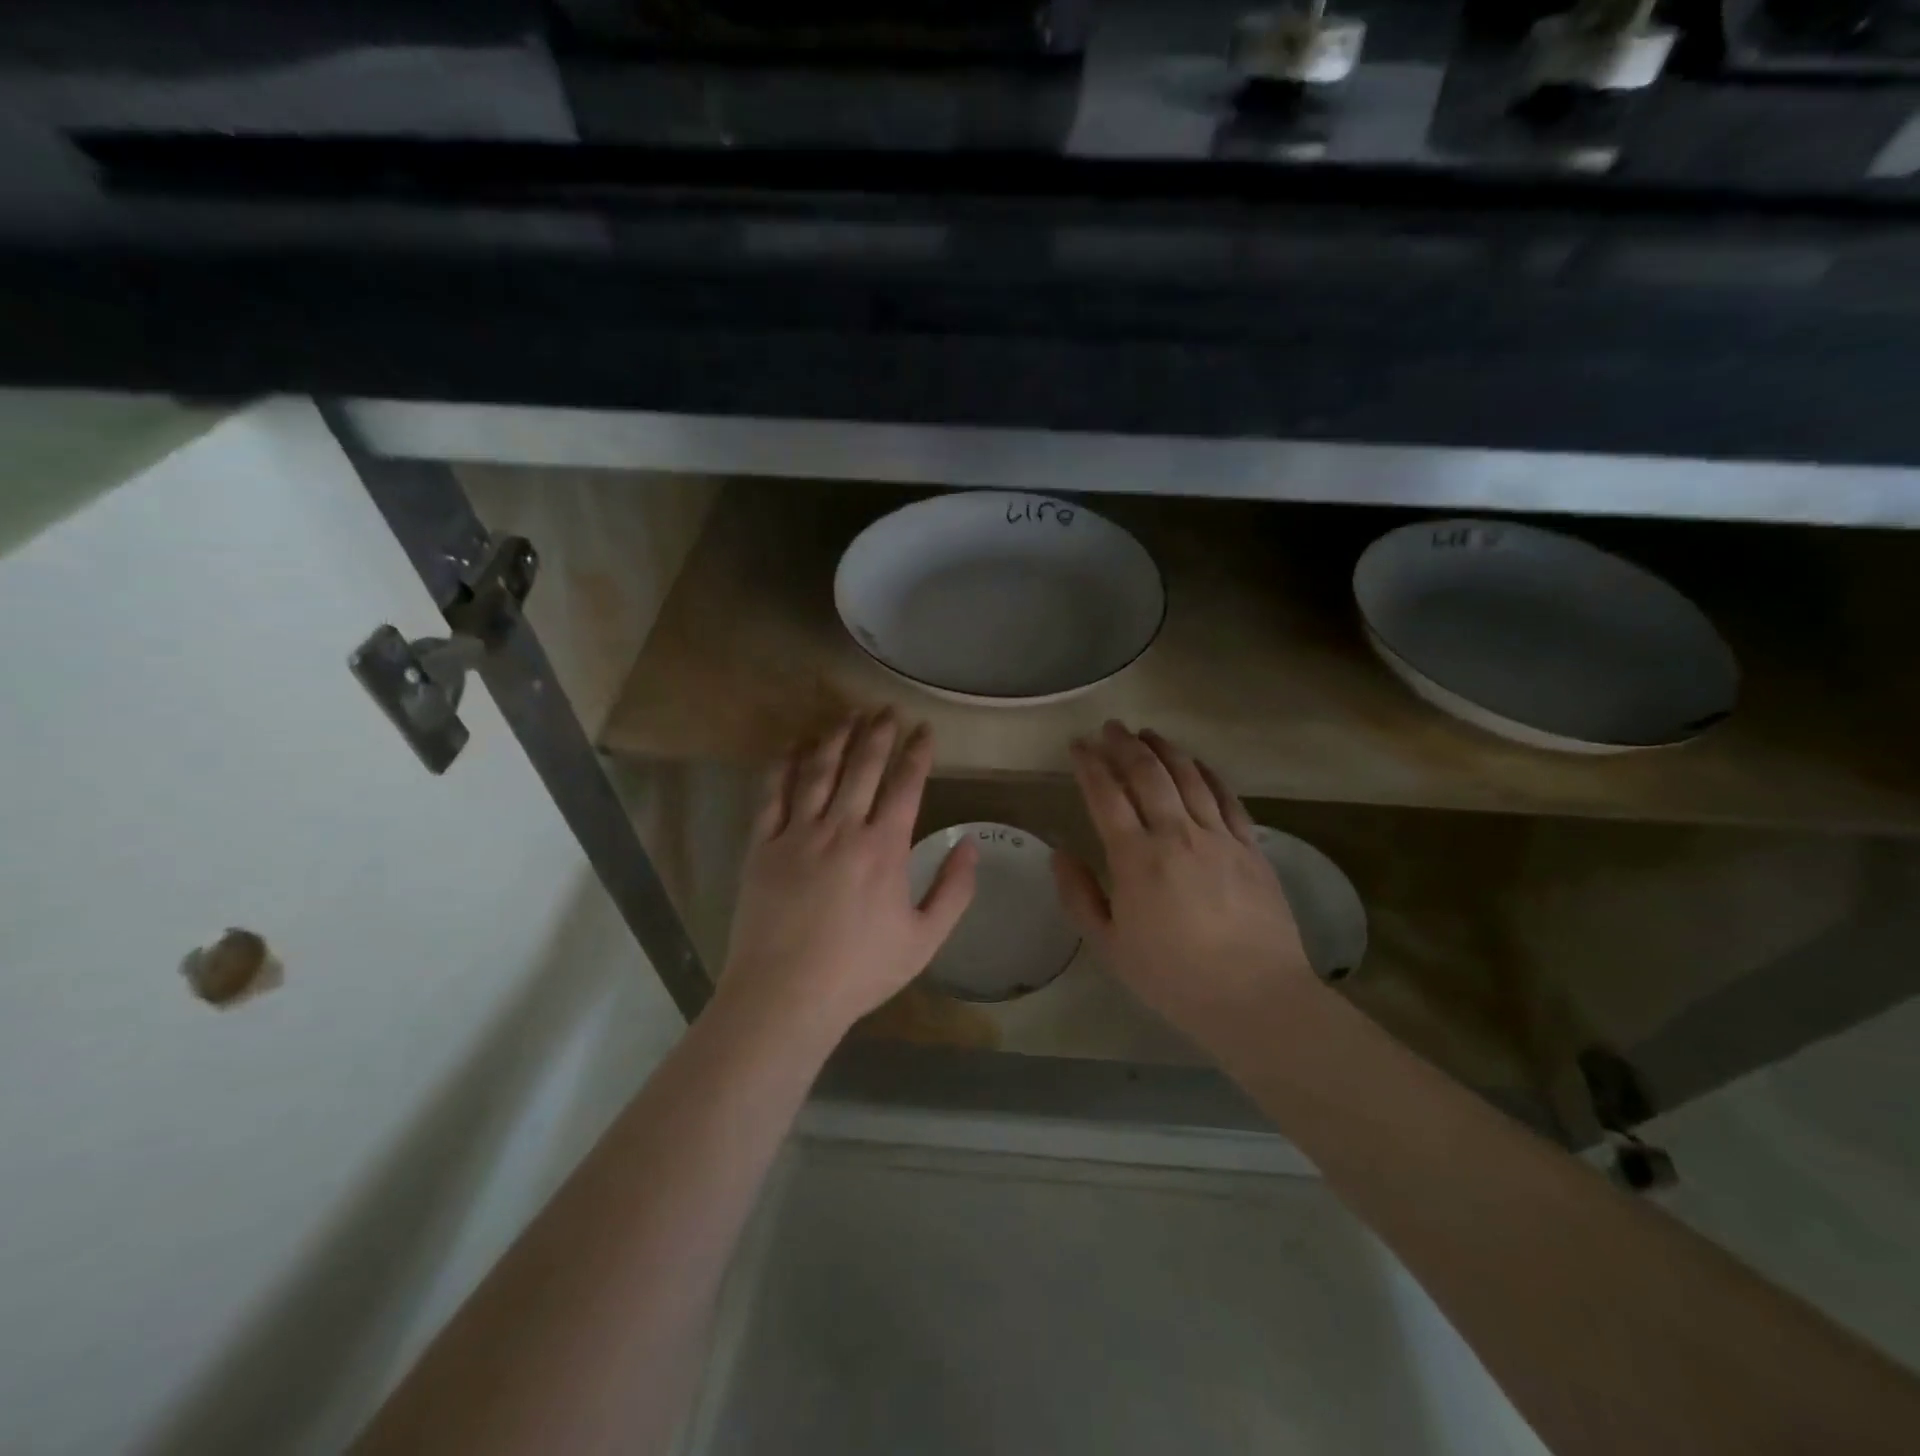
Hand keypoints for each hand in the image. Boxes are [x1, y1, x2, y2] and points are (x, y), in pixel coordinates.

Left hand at [721, 710, 976, 1038]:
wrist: (785, 995)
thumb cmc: (860, 971)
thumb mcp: (924, 940)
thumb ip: (953, 890)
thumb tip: (970, 844)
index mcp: (884, 849)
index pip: (906, 785)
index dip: (918, 752)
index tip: (924, 729)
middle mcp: (842, 829)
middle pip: (863, 766)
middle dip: (879, 732)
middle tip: (887, 708)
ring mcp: (798, 833)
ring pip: (819, 770)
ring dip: (836, 737)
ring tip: (848, 714)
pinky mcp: (763, 845)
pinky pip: (773, 793)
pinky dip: (785, 764)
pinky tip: (795, 745)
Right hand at [1054, 723, 1320, 1060]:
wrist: (1255, 997)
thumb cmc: (1173, 977)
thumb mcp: (1109, 947)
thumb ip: (1079, 896)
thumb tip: (1060, 854)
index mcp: (1135, 858)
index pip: (1106, 795)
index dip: (1089, 765)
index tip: (1077, 745)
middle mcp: (1176, 834)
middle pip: (1147, 773)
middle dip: (1124, 744)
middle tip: (1109, 728)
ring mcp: (1219, 836)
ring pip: (1188, 776)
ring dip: (1164, 749)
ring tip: (1147, 733)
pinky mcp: (1251, 846)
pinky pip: (1227, 796)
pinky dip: (1208, 772)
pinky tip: (1197, 762)